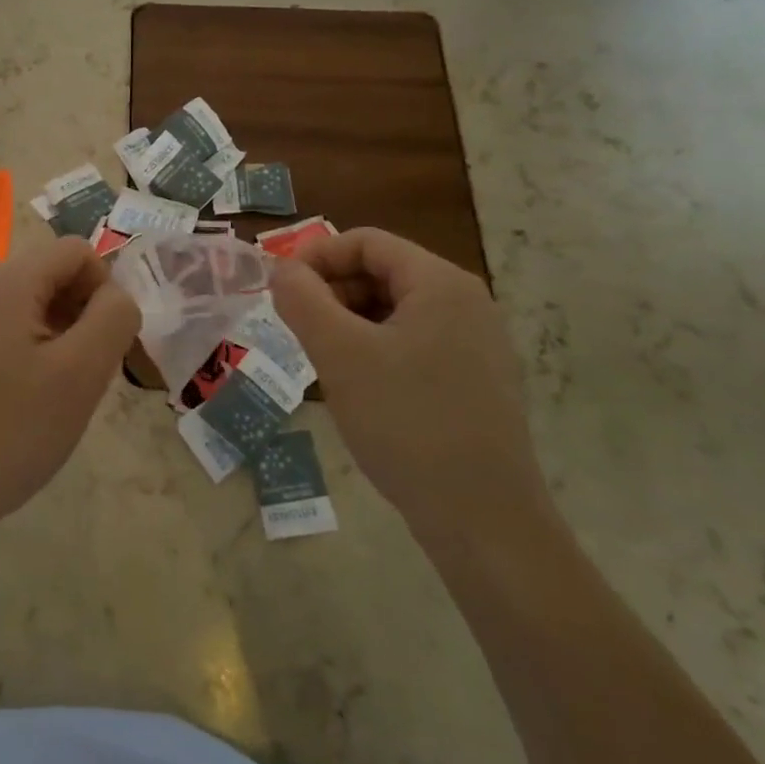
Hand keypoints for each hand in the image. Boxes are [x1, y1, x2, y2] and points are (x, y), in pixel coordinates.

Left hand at [0, 236, 140, 543]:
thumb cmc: (13, 430)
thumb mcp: (82, 372)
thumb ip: (113, 318)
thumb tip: (115, 297)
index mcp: (7, 281)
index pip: (77, 251)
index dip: (104, 289)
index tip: (105, 344)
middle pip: (53, 273)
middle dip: (82, 313)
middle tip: (86, 371)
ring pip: (33, 303)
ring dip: (61, 334)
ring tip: (60, 389)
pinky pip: (9, 327)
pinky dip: (34, 349)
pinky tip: (30, 397)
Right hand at [268, 228, 548, 539]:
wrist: (484, 522)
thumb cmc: (408, 423)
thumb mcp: (340, 355)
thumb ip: (302, 300)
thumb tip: (282, 270)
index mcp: (441, 284)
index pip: (366, 241)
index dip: (315, 256)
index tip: (279, 289)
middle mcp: (466, 303)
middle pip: (382, 272)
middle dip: (331, 291)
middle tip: (296, 328)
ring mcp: (475, 344)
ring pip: (394, 310)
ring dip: (348, 322)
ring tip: (321, 359)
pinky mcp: (474, 381)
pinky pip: (412, 343)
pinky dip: (374, 349)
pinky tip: (356, 386)